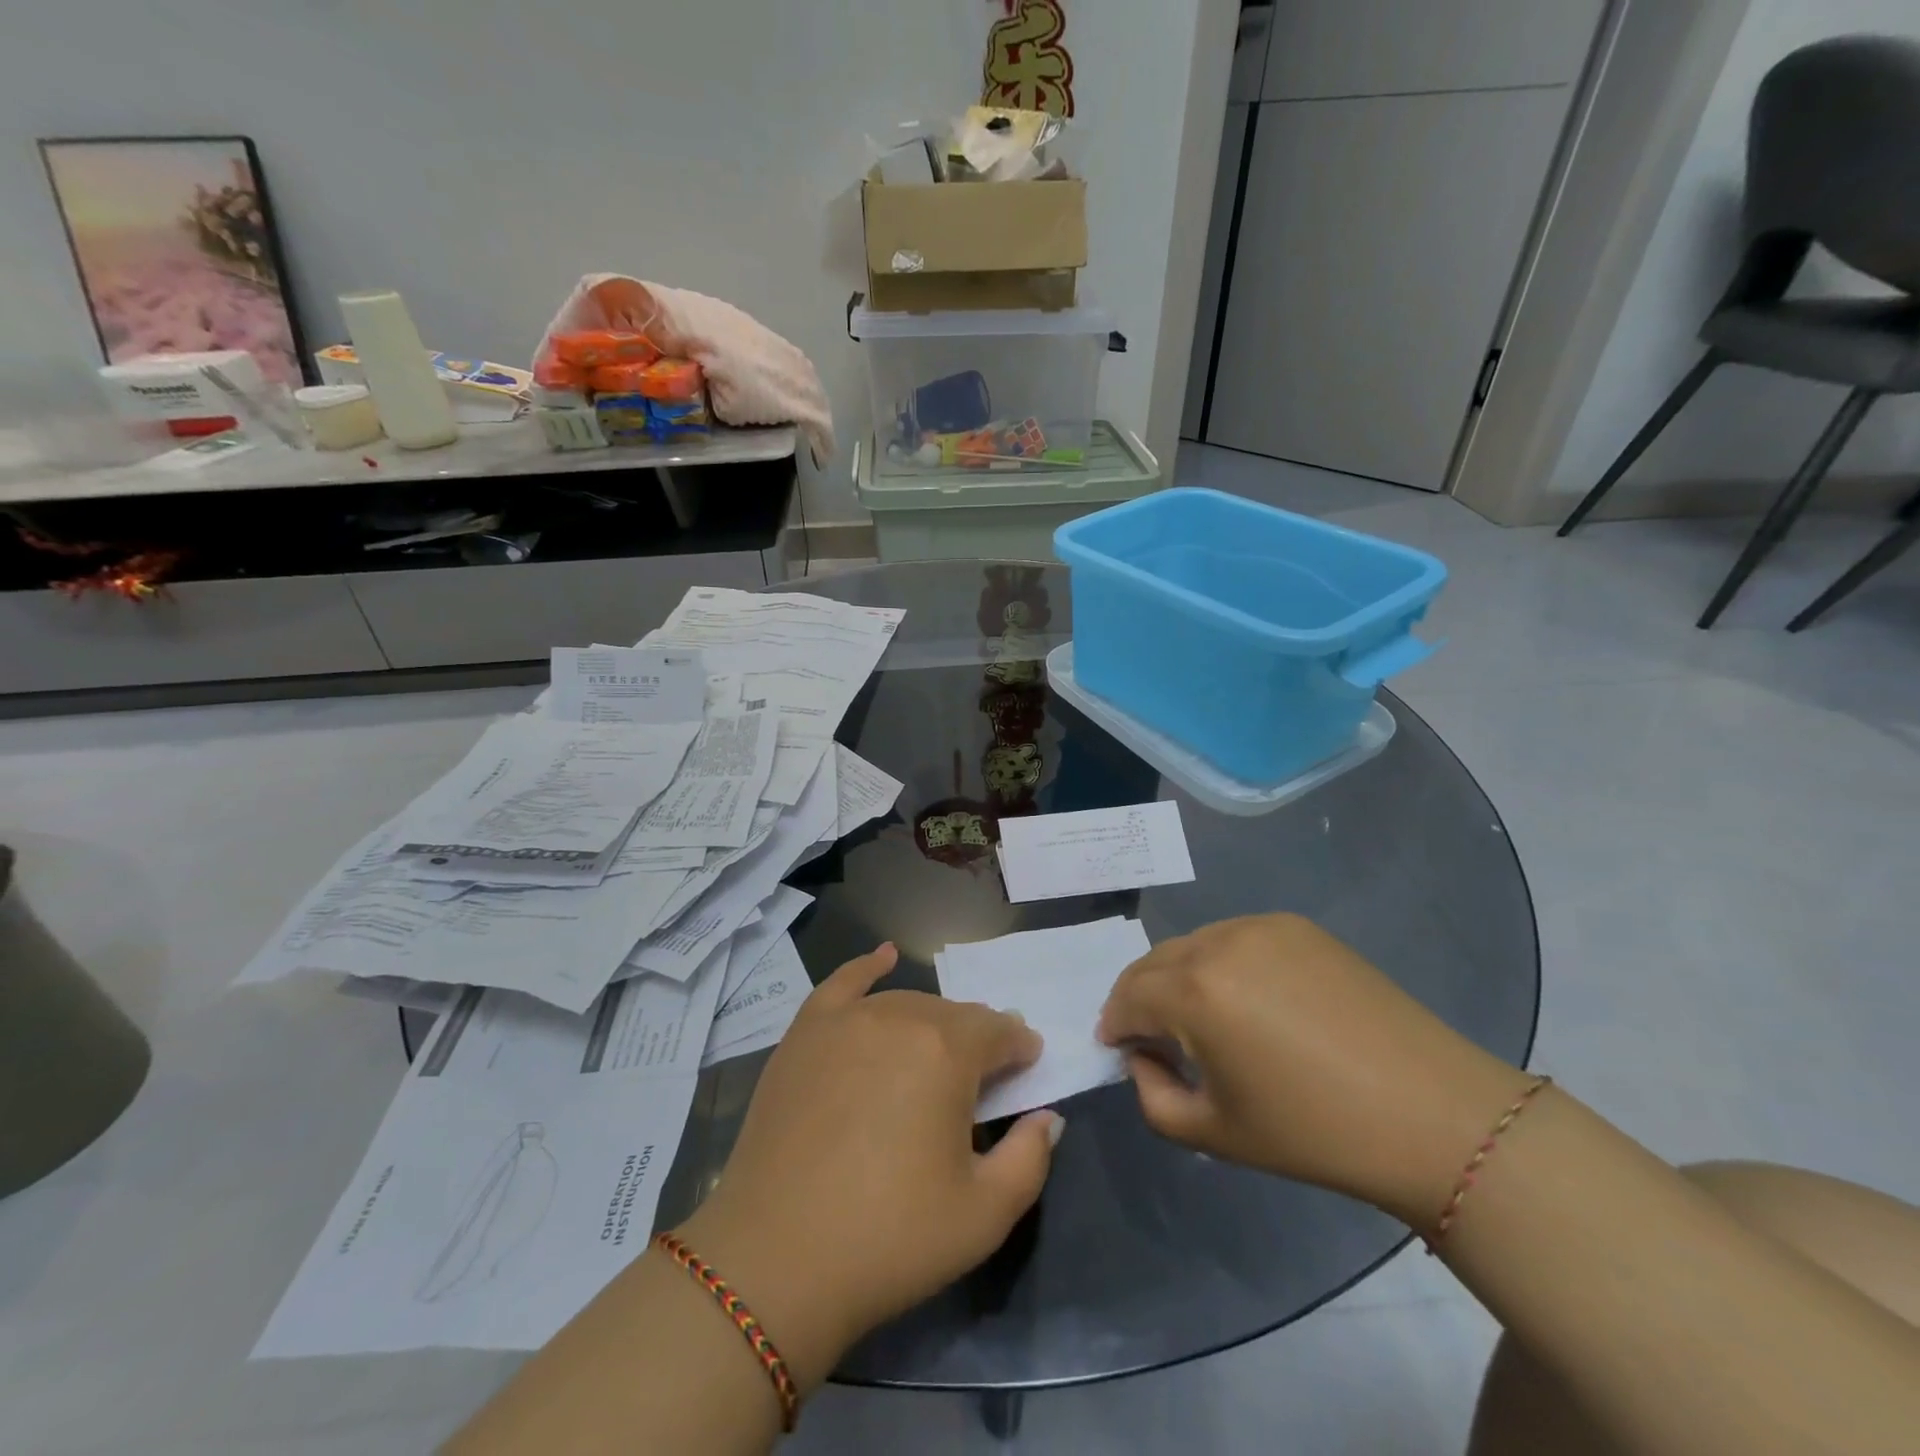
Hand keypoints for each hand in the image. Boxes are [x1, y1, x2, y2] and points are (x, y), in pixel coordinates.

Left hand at [673, 945, 1062, 1389]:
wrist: (774, 1260)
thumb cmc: (889, 1238)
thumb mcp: (985, 1215)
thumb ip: (1031, 1157)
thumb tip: (1046, 1116)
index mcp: (947, 1052)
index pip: (998, 1031)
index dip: (1019, 1048)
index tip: (1026, 1068)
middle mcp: (899, 1017)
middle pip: (953, 1016)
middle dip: (977, 1040)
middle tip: (981, 1078)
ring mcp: (846, 1020)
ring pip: (907, 1003)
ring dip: (932, 1022)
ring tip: (938, 1052)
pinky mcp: (804, 1033)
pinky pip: (842, 983)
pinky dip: (867, 966)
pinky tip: (882, 956)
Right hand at [1096, 914, 1530, 1224]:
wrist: (1431, 1113)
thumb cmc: (1315, 1132)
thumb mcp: (1215, 1133)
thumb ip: (1152, 1096)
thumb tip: (1143, 1057)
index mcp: (1194, 992)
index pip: (1127, 997)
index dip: (1115, 1025)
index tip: (1120, 1050)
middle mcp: (1219, 942)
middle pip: (1153, 962)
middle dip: (1141, 998)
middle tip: (1154, 1038)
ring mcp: (1261, 926)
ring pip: (1192, 945)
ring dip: (1180, 978)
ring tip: (1204, 1020)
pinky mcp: (1296, 925)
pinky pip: (1234, 938)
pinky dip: (1221, 963)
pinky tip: (1250, 1001)